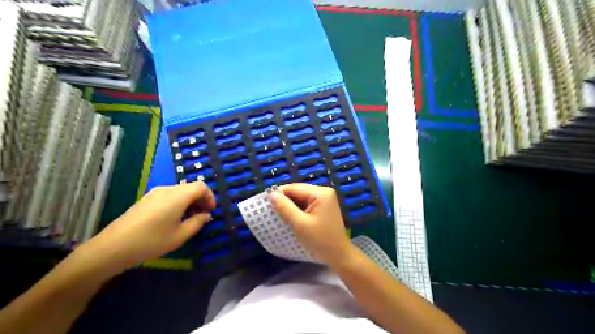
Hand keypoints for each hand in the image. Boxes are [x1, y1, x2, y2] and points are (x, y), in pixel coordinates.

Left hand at [77, 183, 214, 273]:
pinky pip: (169, 196)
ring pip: (180, 192)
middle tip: (203, 216)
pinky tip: (174, 219)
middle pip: (191, 187)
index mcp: (178, 195)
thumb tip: (206, 215)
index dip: (210, 197)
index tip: (211, 211)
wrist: (113, 246)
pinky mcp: (147, 199)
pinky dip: (178, 203)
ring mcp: (155, 193)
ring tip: (189, 219)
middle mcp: (167, 189)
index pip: (201, 186)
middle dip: (201, 200)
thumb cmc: (152, 240)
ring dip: (190, 202)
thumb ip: (198, 222)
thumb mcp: (181, 235)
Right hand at [269, 184, 351, 267]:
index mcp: (321, 193)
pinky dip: (298, 209)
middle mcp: (324, 191)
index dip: (279, 194)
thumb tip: (271, 194)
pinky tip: (292, 217)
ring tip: (280, 215)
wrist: (339, 255)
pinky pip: (307, 204)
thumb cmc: (320, 240)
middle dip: (286, 200)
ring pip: (302, 198)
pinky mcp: (324, 207)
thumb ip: (284, 207)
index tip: (266, 204)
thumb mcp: (299, 224)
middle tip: (272, 211)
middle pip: (298, 191)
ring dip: (291, 205)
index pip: (294, 188)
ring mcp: (325, 199)